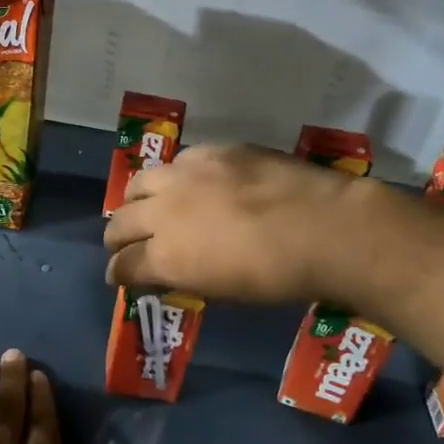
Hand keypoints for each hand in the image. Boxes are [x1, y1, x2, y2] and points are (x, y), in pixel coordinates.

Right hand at [103, 144, 377, 303]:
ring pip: (140, 182)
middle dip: (116, 238)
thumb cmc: (278, 278)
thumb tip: (165, 274)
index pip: (122, 265)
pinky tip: (191, 184)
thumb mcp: (223, 292)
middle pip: (121, 222)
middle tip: (122, 245)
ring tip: (147, 206)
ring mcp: (187, 174)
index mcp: (165, 256)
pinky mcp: (213, 151)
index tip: (120, 277)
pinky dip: (175, 178)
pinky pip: (179, 163)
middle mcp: (165, 211)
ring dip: (136, 200)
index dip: (117, 274)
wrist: (326, 229)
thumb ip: (184, 279)